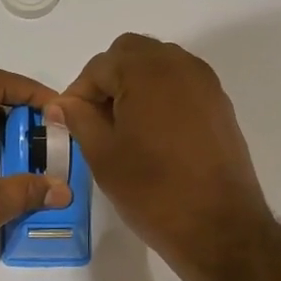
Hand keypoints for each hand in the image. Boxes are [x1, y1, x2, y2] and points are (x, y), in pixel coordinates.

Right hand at [58, 34, 271, 280]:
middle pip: (131, 54)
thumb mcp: (103, 155)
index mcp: (146, 71)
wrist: (218, 226)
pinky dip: (160, 98)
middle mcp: (180, 65)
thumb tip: (61, 104)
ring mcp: (205, 84)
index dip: (78, 93)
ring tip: (123, 130)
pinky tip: (152, 136)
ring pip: (158, 66)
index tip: (69, 124)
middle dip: (108, 80)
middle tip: (96, 121)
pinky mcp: (220, 105)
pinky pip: (181, 85)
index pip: (99, 66)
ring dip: (135, 86)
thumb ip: (78, 119)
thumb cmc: (152, 190)